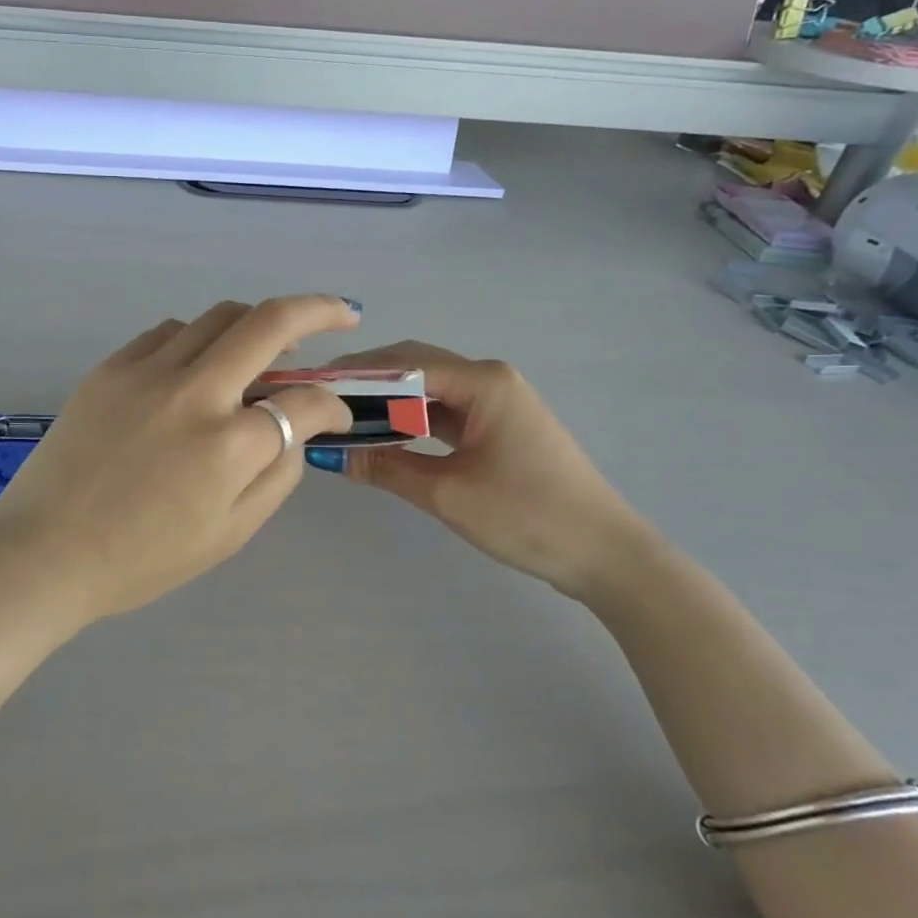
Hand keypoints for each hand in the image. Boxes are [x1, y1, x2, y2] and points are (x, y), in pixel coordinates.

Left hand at [0, 296, 358, 622]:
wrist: (43, 552)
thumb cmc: (141, 558)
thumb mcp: (229, 533)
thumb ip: (278, 475)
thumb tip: (299, 428)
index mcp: (228, 444)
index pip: (305, 401)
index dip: (334, 406)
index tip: (336, 414)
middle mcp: (193, 391)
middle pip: (268, 323)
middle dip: (317, 311)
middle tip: (340, 314)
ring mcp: (146, 371)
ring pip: (217, 316)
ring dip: (253, 324)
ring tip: (264, 346)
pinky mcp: (109, 367)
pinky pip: (168, 332)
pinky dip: (197, 339)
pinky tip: (197, 364)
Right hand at [324, 342, 663, 599]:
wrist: (606, 555)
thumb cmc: (527, 518)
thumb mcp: (446, 494)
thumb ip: (384, 467)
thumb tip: (329, 453)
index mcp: (483, 382)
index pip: (404, 363)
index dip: (354, 373)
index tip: (312, 386)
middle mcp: (490, 379)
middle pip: (415, 367)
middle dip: (366, 382)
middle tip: (319, 400)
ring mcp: (497, 402)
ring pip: (428, 390)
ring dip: (387, 402)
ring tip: (340, 415)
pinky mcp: (499, 425)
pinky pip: (445, 411)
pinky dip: (411, 419)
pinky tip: (381, 432)